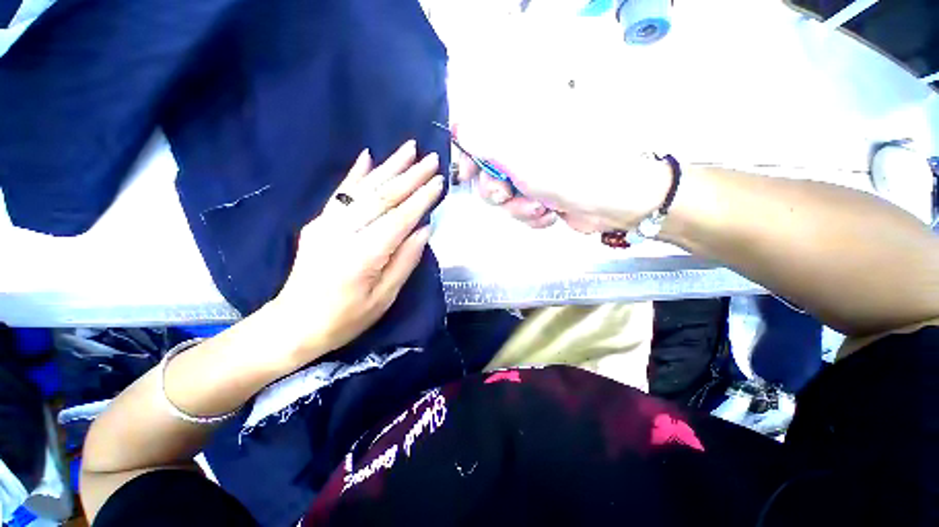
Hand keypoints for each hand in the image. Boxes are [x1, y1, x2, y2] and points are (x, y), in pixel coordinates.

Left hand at [272, 141, 443, 363]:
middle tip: (431, 158)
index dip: (421, 199)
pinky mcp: (318, 223)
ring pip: (363, 189)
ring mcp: (326, 224)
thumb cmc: (345, 318)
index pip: (399, 219)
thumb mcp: (384, 298)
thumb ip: (405, 261)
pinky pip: (340, 193)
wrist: (293, 324)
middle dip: (410, 176)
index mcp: (363, 256)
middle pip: (382, 197)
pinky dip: (356, 174)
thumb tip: (424, 229)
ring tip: (409, 149)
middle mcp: (343, 233)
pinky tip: (368, 155)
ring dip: (389, 166)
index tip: (439, 181)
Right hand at [455, 129, 672, 233]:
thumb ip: (486, 141)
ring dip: (516, 207)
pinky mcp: (540, 194)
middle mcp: (524, 147)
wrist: (613, 203)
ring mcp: (533, 172)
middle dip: (494, 190)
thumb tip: (458, 125)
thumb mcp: (522, 157)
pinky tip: (548, 214)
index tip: (466, 172)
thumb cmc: (569, 172)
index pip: (481, 130)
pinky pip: (519, 207)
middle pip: (486, 170)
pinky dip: (530, 215)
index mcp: (522, 126)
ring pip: (502, 194)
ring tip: (538, 208)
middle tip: (506, 194)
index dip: (467, 152)